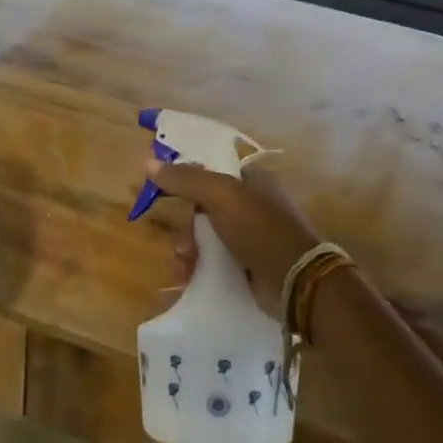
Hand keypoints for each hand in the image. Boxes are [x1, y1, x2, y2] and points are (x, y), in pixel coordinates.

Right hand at [151, 159, 324, 317]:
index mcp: (251, 180)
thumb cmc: (259, 229)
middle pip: (201, 208)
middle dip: (186, 228)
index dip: (183, 180)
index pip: (208, 172)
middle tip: (183, 245)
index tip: (160, 193)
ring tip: (185, 267)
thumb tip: (148, 162)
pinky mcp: (246, 264)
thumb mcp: (220, 195)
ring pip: (204, 237)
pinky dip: (198, 267)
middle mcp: (251, 205)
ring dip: (188, 250)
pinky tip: (189, 277)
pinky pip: (212, 260)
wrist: (294, 280)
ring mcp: (250, 236)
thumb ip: (185, 179)